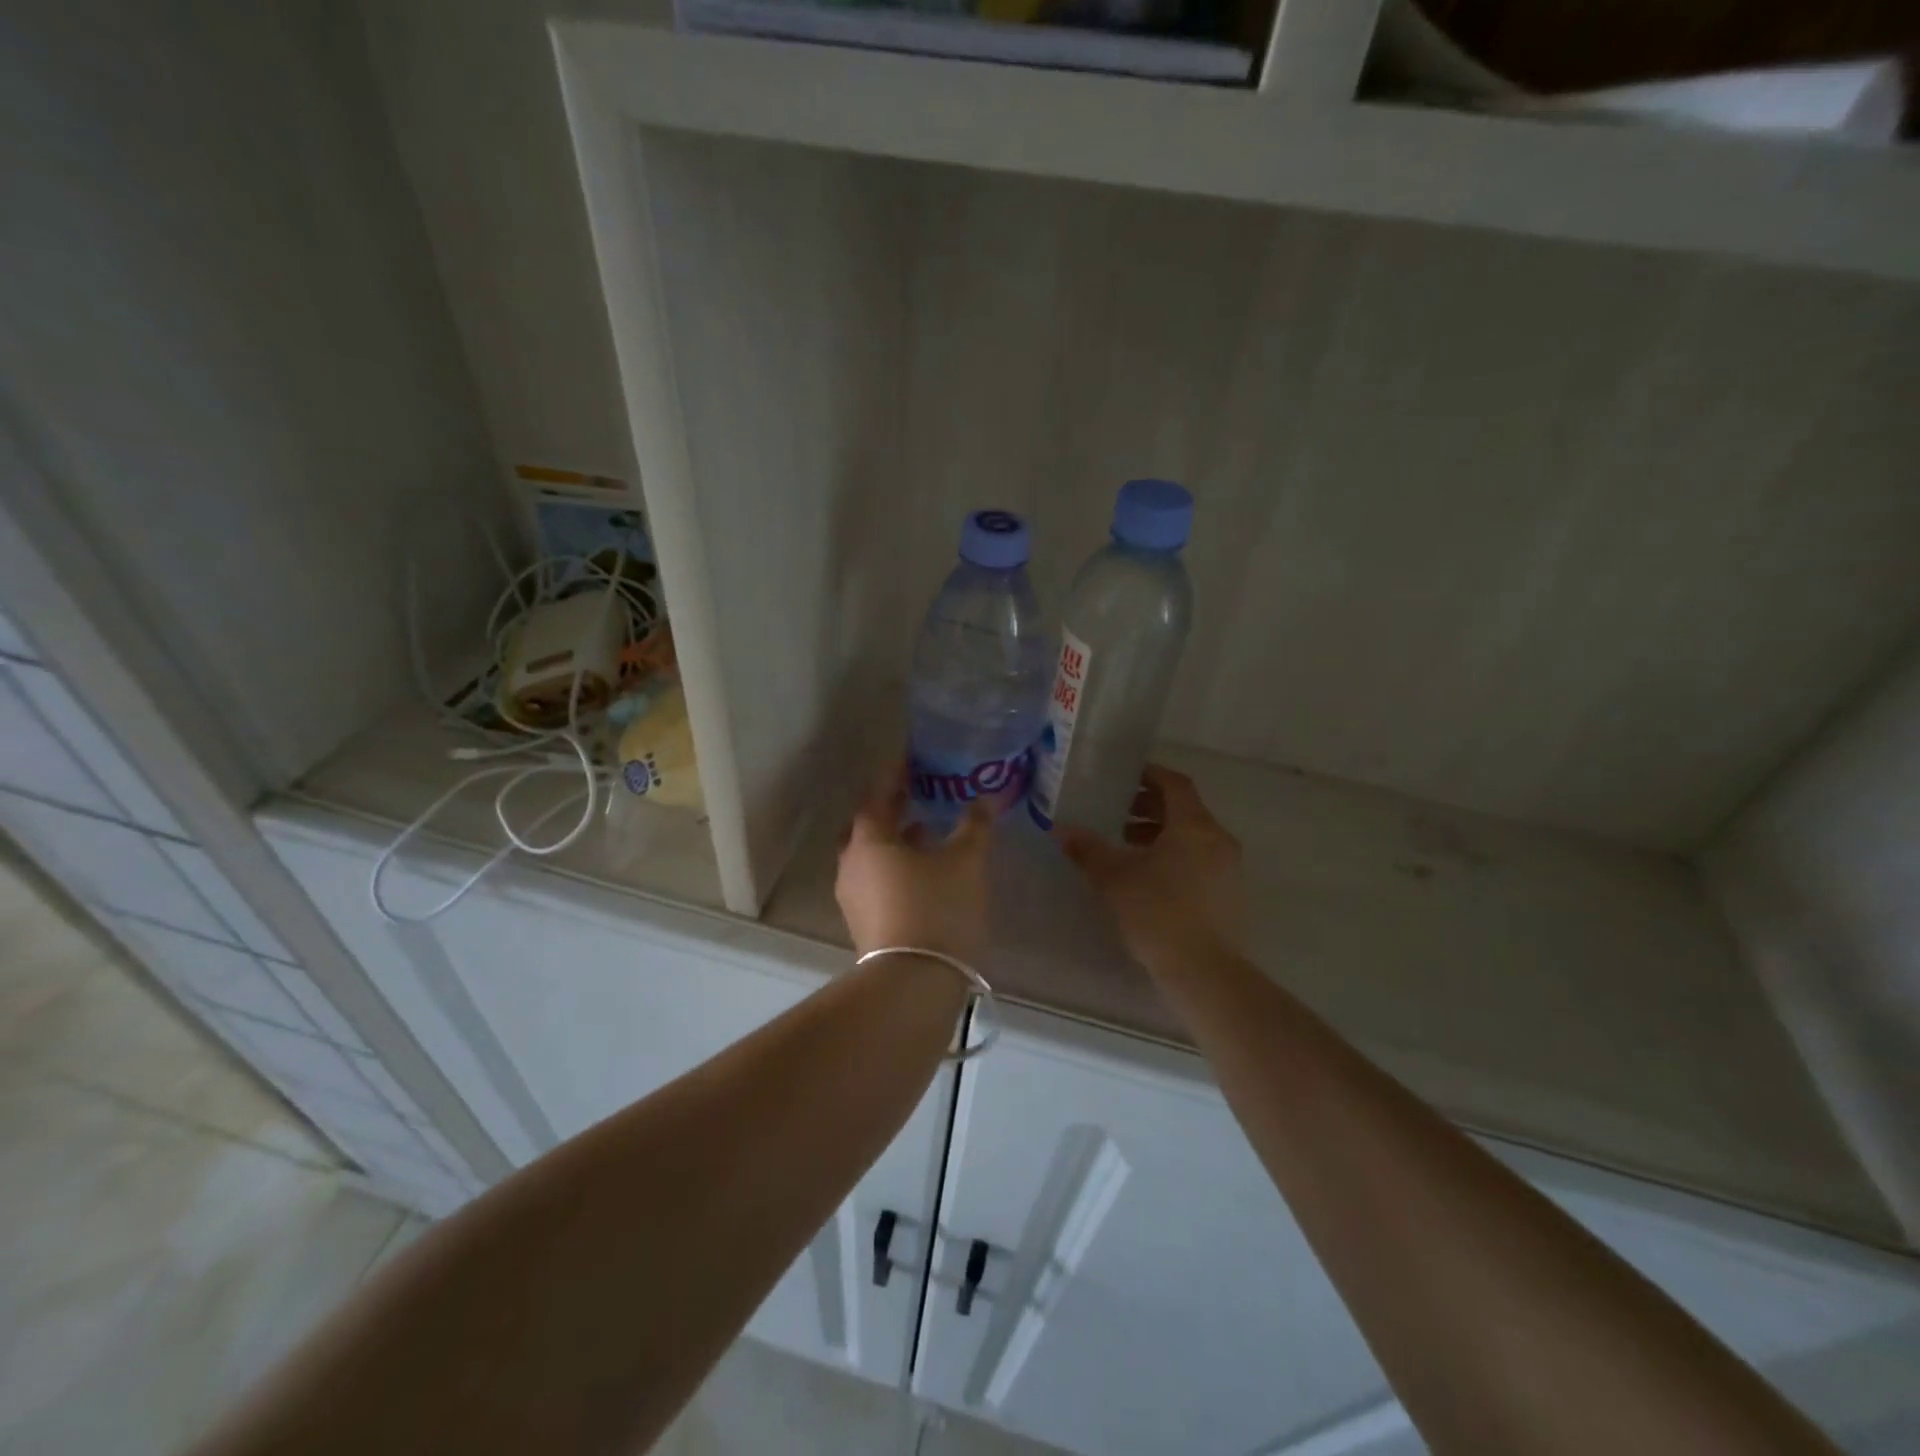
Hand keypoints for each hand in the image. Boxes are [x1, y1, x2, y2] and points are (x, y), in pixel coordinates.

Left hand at [835, 762, 992, 963]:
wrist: (913, 982)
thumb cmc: (938, 908)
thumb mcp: (965, 862)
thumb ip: (975, 826)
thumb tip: (986, 799)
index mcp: (869, 839)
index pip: (877, 794)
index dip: (895, 774)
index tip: (911, 760)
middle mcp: (851, 863)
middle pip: (866, 825)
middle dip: (890, 808)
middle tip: (915, 794)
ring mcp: (852, 895)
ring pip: (870, 854)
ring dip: (894, 839)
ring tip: (926, 830)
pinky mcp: (862, 921)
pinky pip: (875, 879)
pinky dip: (894, 866)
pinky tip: (923, 871)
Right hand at [1054, 765, 1245, 978]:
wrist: (1205, 972)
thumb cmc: (1158, 914)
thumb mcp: (1114, 879)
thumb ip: (1088, 850)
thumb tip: (1061, 829)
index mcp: (1194, 826)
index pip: (1175, 784)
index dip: (1150, 775)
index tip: (1124, 776)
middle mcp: (1217, 839)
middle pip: (1184, 810)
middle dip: (1150, 807)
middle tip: (1117, 813)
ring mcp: (1228, 868)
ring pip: (1192, 836)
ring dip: (1160, 833)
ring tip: (1125, 845)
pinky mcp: (1228, 894)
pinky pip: (1199, 859)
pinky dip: (1174, 855)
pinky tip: (1146, 876)